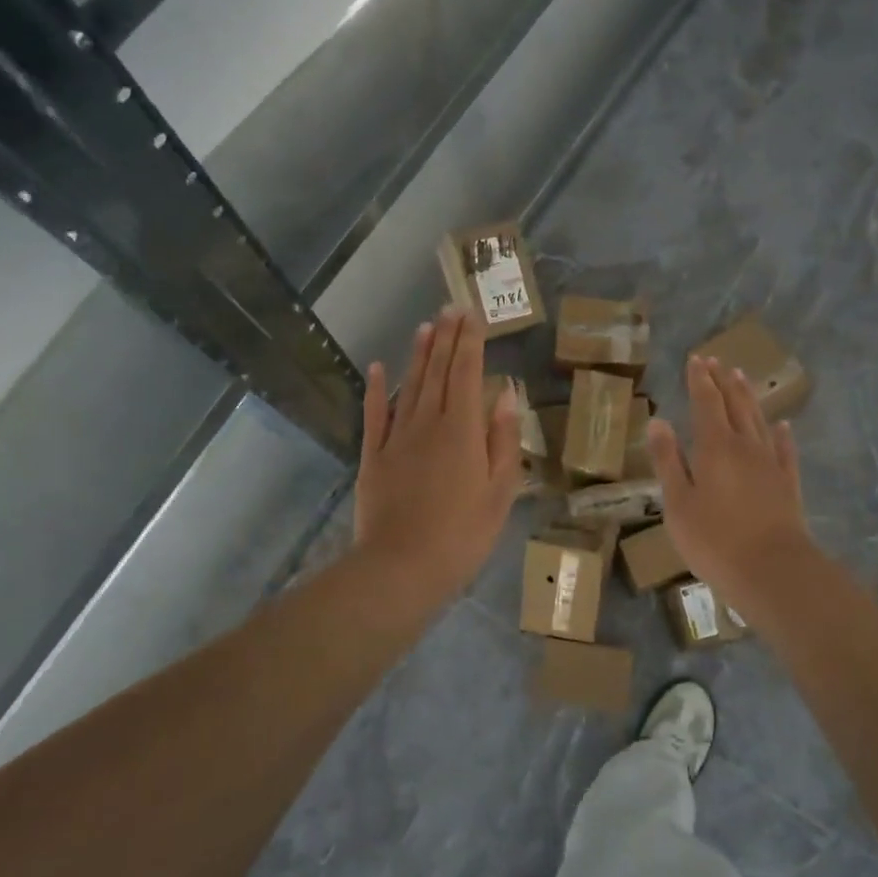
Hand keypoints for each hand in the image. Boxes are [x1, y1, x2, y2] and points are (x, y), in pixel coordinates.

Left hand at [354, 308, 520, 603]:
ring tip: (425, 327)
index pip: (467, 374)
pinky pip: (375, 415)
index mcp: (463, 431)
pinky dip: (377, 389)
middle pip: (438, 372)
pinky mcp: (373, 457)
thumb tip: (504, 393)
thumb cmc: (463, 534)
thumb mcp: (500, 491)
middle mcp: (428, 423)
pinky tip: (378, 367)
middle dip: (446, 338)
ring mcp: (396, 438)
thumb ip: (503, 439)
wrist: (402, 567)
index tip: (472, 316)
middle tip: (450, 309)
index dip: (470, 342)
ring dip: (418, 355)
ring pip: (410, 386)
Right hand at [647, 354, 815, 602]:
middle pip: (734, 404)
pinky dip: (782, 433)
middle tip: (716, 361)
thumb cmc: (714, 539)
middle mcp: (745, 445)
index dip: (700, 380)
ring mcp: (770, 463)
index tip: (696, 359)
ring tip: (741, 378)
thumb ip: (668, 461)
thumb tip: (658, 421)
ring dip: (748, 397)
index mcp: (714, 447)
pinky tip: (782, 425)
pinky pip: (785, 449)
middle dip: (723, 381)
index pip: (706, 402)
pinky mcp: (788, 483)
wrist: (772, 569)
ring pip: (758, 420)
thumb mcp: (677, 503)